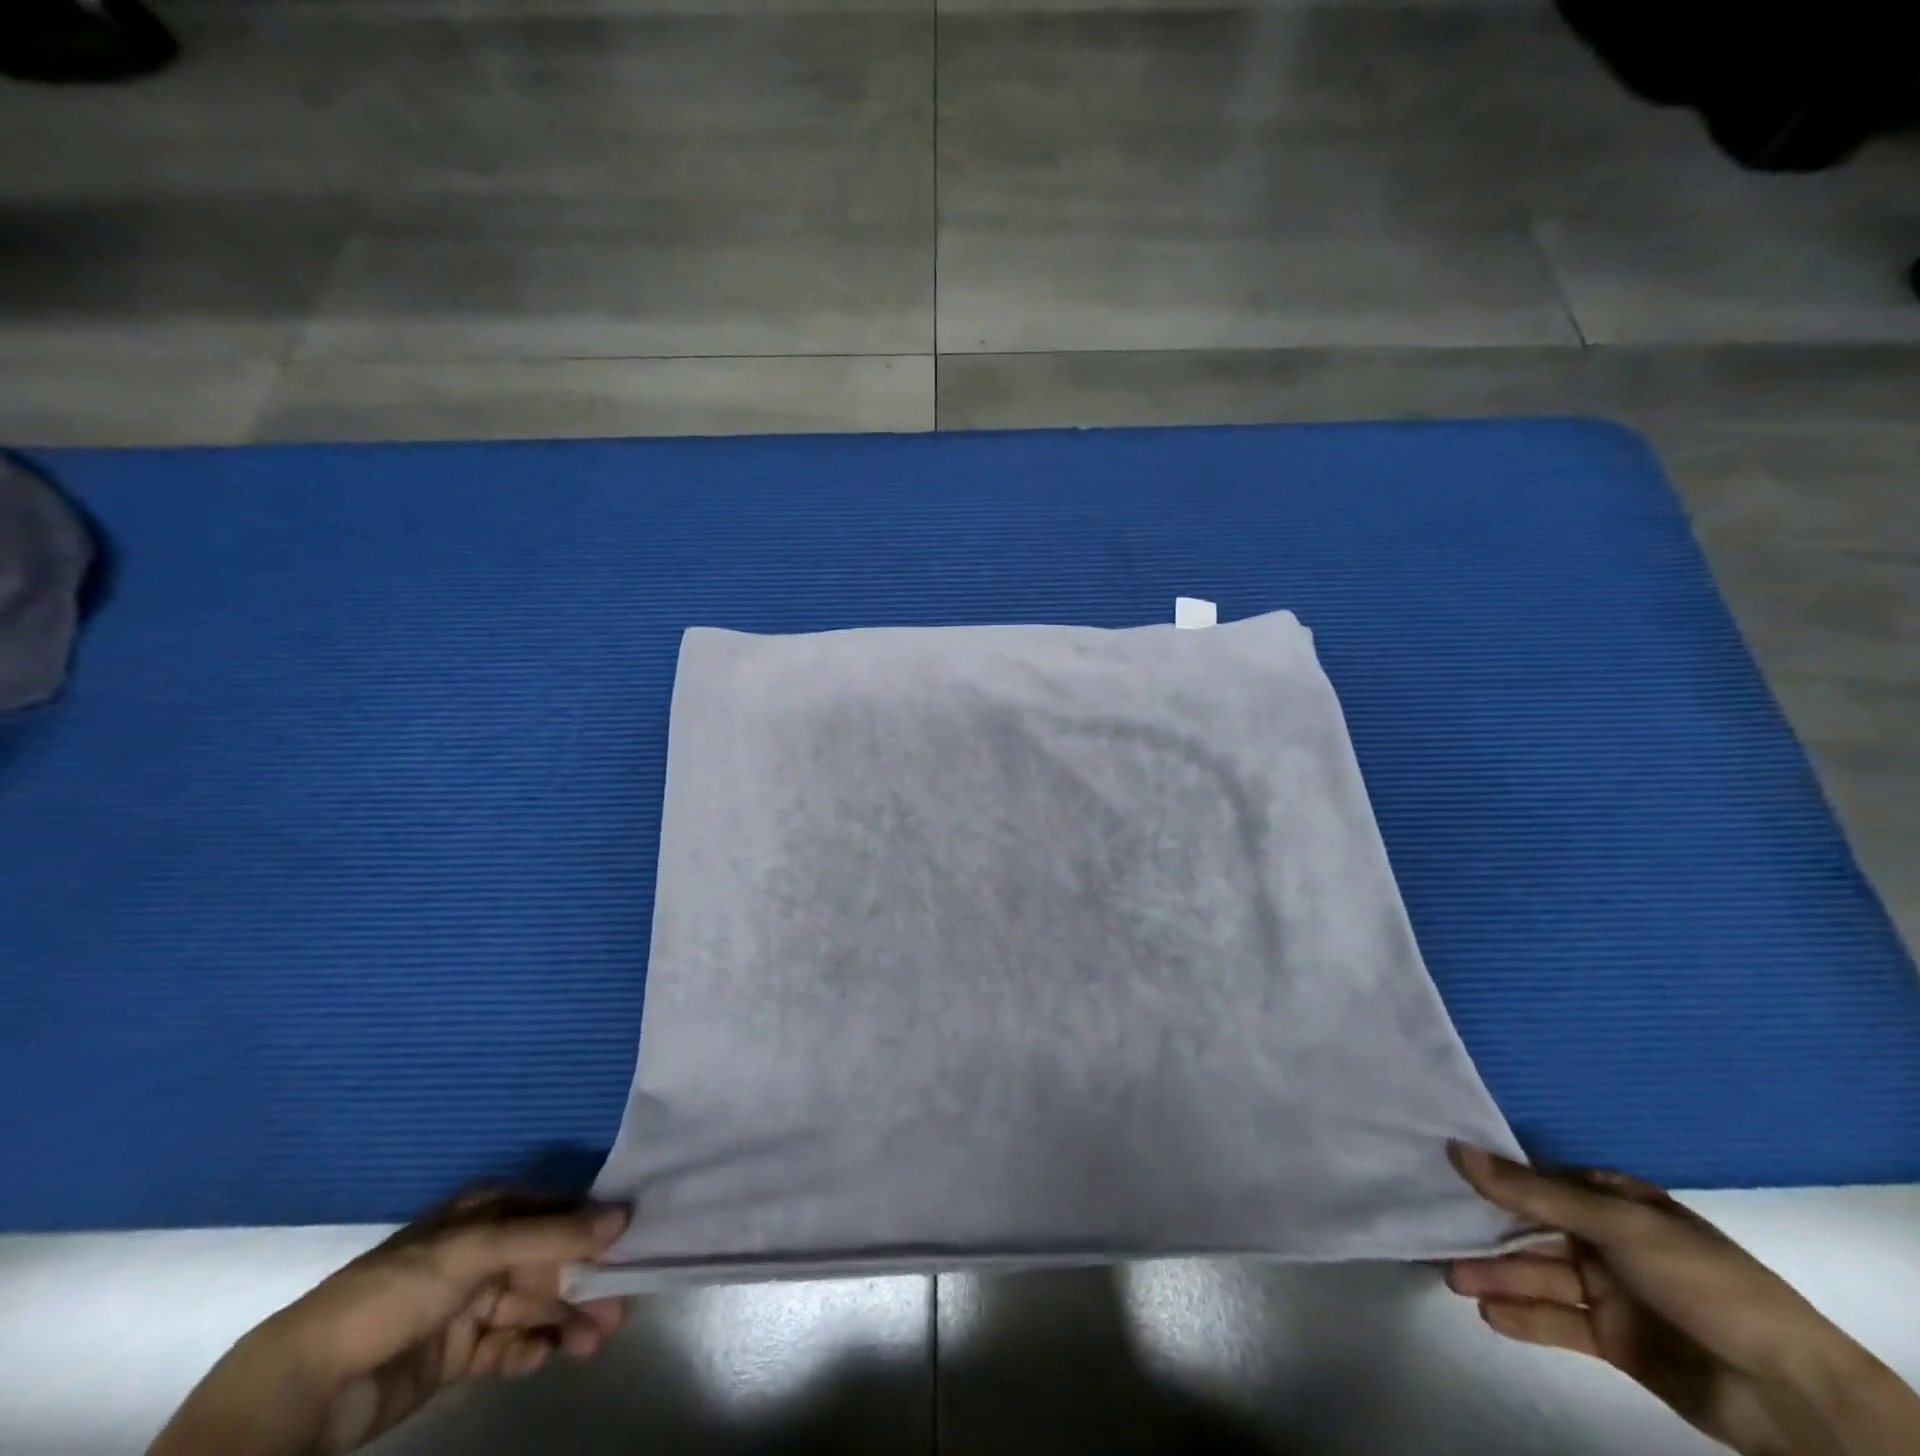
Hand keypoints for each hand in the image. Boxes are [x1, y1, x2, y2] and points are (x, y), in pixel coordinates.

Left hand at [147, 1191, 630, 1455]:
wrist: (307, 1384)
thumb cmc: (399, 1290)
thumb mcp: (480, 1249)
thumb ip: (555, 1236)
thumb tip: (625, 1216)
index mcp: (487, 1213)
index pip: (556, 1213)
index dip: (595, 1228)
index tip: (634, 1246)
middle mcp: (484, 1253)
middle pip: (550, 1264)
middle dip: (585, 1285)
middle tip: (620, 1309)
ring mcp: (470, 1305)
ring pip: (534, 1307)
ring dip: (566, 1321)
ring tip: (595, 1340)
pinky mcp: (457, 1353)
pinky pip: (507, 1345)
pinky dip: (529, 1351)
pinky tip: (543, 1358)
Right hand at [1445, 1142, 1919, 1455]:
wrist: (1790, 1394)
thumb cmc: (1703, 1281)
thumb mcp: (1615, 1222)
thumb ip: (1531, 1192)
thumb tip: (1455, 1149)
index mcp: (1614, 1200)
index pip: (1538, 1181)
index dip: (1492, 1178)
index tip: (1440, 1171)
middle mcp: (1606, 1239)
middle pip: (1531, 1230)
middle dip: (1486, 1232)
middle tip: (1434, 1230)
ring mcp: (1611, 1291)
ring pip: (1538, 1275)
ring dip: (1496, 1276)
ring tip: (1450, 1277)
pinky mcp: (1615, 1340)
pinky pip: (1558, 1321)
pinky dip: (1524, 1317)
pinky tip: (1489, 1312)